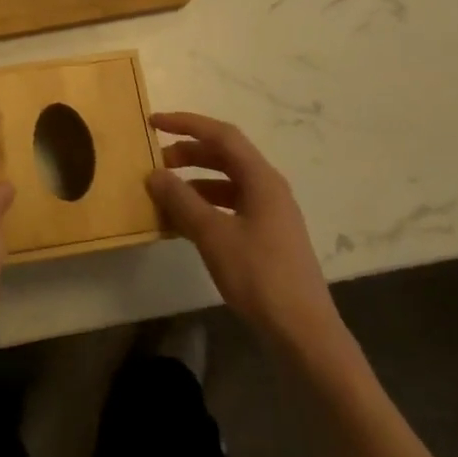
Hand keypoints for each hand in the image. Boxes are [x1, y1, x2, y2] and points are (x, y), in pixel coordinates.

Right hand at [146, 112, 346, 348]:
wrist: (303, 333)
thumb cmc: (259, 276)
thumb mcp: (213, 235)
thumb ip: (182, 201)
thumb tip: (154, 174)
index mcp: (261, 179)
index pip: (221, 135)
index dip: (186, 123)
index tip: (153, 123)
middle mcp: (268, 188)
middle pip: (224, 156)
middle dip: (188, 153)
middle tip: (155, 162)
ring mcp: (270, 213)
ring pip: (226, 183)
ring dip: (194, 181)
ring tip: (164, 193)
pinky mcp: (267, 237)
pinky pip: (230, 207)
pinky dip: (204, 206)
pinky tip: (183, 223)